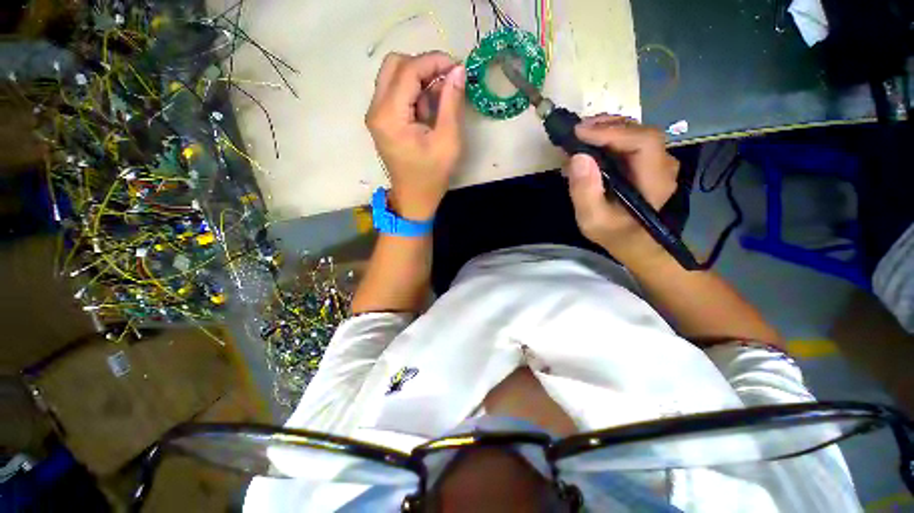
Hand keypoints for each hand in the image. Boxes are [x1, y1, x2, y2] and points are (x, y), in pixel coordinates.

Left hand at [365, 52, 465, 220]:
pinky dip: (413, 92)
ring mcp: (376, 114)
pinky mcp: (381, 120)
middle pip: (394, 65)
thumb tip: (458, 70)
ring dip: (419, 80)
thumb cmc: (432, 176)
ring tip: (439, 101)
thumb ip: (452, 103)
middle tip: (447, 80)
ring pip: (393, 76)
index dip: (434, 61)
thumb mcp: (448, 141)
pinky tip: (428, 110)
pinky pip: (395, 92)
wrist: (414, 199)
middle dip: (424, 66)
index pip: (408, 70)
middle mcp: (376, 110)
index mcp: (390, 116)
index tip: (457, 67)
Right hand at [565, 115, 679, 261]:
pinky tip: (590, 144)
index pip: (643, 142)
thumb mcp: (592, 220)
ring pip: (636, 132)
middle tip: (576, 131)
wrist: (634, 243)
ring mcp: (657, 162)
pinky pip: (630, 141)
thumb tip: (577, 157)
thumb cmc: (614, 234)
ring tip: (580, 136)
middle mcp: (662, 165)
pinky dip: (608, 137)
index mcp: (654, 181)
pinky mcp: (647, 162)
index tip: (579, 132)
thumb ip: (585, 192)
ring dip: (607, 129)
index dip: (611, 132)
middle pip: (640, 131)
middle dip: (607, 126)